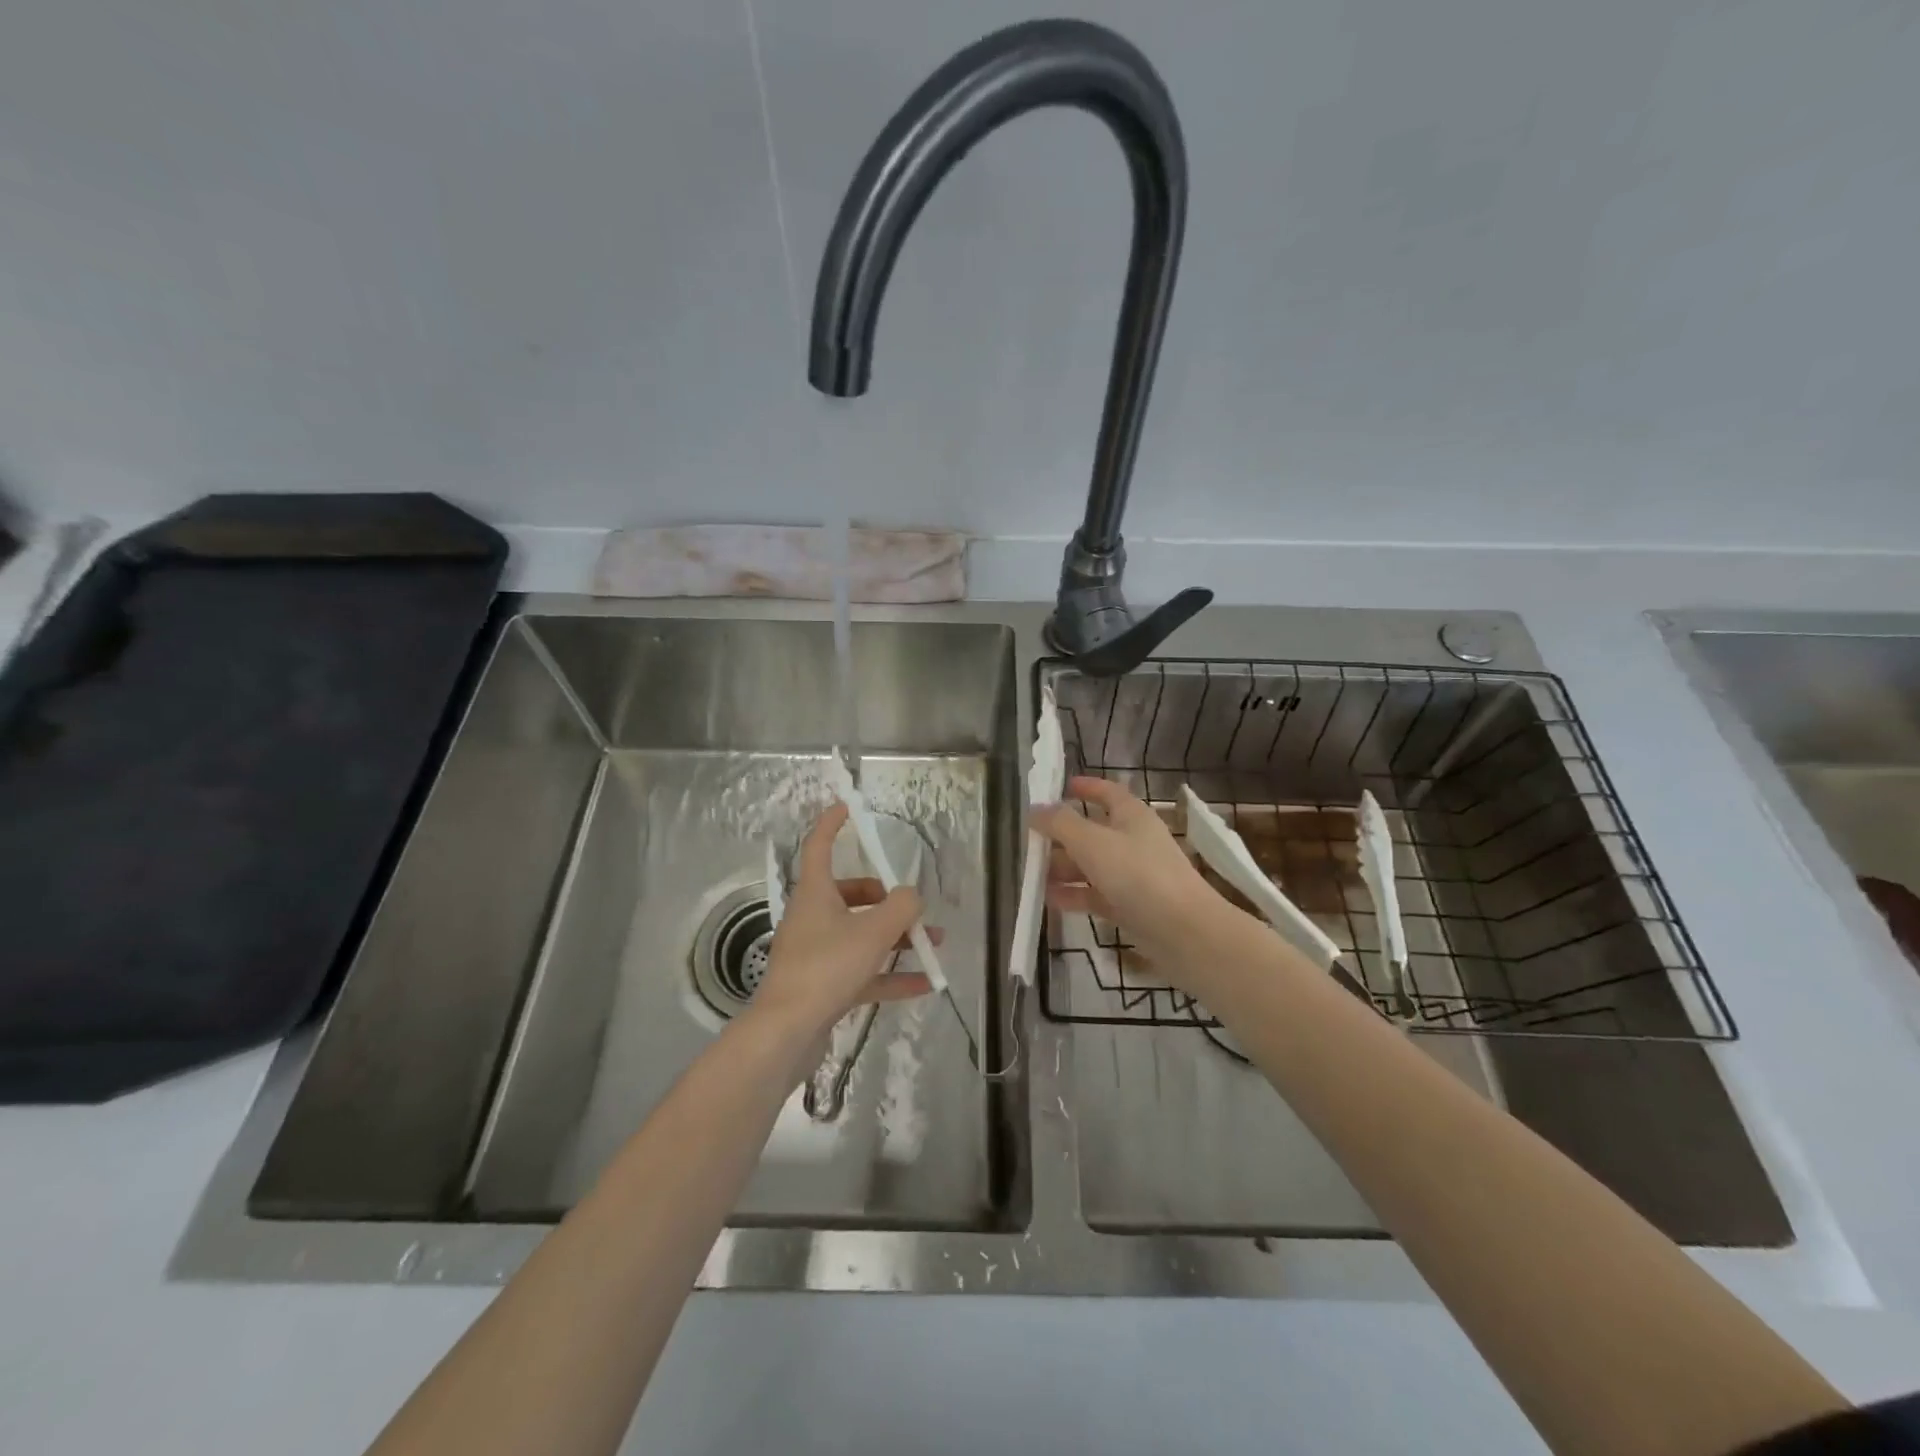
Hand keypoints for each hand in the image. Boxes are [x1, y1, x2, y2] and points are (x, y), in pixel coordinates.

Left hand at [751, 803, 933, 1037]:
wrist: (787, 1032)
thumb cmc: (827, 967)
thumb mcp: (873, 931)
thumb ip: (901, 907)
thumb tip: (911, 896)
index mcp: (815, 894)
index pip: (820, 846)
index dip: (832, 824)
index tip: (848, 807)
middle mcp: (812, 917)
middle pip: (850, 895)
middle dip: (887, 900)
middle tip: (915, 908)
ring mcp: (815, 953)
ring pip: (860, 935)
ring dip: (896, 938)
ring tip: (933, 944)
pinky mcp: (822, 985)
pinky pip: (862, 972)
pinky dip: (890, 975)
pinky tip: (924, 983)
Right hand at [1031, 776, 1244, 995]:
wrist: (1184, 932)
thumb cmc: (1138, 874)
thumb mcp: (1093, 842)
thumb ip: (1060, 824)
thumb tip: (1035, 809)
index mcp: (1132, 816)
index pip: (1108, 792)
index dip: (1086, 787)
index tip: (1061, 787)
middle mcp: (1133, 841)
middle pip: (1093, 831)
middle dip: (1062, 835)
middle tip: (1029, 839)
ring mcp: (1133, 875)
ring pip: (1092, 865)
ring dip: (1063, 867)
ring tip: (1031, 873)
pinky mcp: (1131, 906)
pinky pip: (1095, 894)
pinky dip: (1074, 894)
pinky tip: (1048, 899)